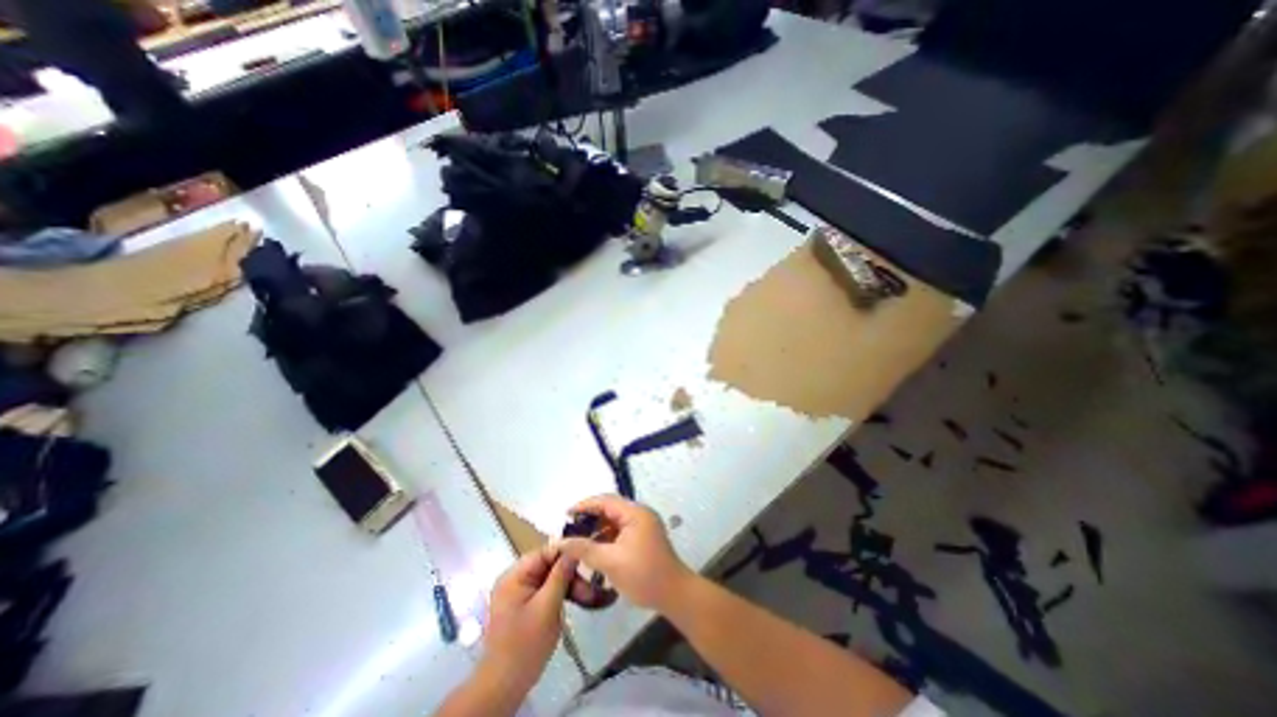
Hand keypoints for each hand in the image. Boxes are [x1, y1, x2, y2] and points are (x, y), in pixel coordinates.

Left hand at [481, 545, 575, 691]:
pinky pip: (548, 590)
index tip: (588, 556)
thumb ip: (560, 575)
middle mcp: (516, 578)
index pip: (545, 552)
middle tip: (591, 586)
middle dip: (571, 573)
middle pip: (549, 565)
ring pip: (551, 578)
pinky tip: (578, 600)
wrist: (504, 686)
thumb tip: (574, 549)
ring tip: (589, 597)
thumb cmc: (525, 644)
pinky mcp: (527, 604)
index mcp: (515, 575)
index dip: (567, 552)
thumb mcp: (547, 607)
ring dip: (570, 585)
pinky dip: (562, 594)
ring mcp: (521, 592)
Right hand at [560, 499, 695, 610]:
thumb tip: (560, 542)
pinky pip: (620, 530)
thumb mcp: (611, 562)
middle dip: (590, 517)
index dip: (585, 506)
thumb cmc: (644, 575)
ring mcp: (643, 525)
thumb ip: (585, 549)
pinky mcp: (643, 537)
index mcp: (635, 513)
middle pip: (610, 508)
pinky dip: (606, 537)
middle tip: (569, 528)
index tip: (565, 514)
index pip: (606, 501)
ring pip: (614, 520)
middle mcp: (639, 513)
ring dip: (597, 528)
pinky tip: (594, 549)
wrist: (674, 594)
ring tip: (578, 540)